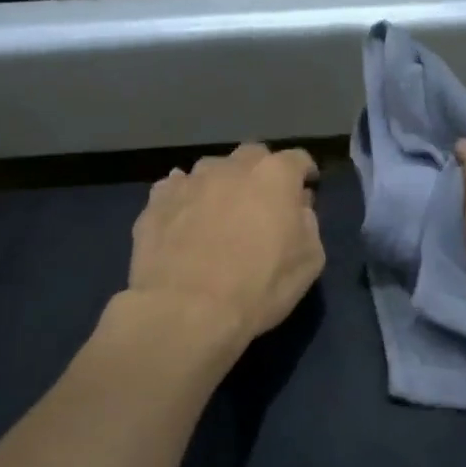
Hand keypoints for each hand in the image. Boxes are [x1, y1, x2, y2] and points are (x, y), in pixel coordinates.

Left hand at [126, 143, 325, 349]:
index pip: (297, 159)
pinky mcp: (156, 201)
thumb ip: (308, 224)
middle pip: (252, 156)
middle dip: (262, 172)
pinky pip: (176, 188)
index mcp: (274, 176)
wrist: (186, 310)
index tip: (307, 189)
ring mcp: (190, 181)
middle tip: (263, 202)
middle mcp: (232, 168)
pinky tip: (186, 220)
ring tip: (220, 212)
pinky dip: (186, 199)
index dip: (304, 173)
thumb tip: (297, 208)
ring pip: (212, 169)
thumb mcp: (309, 262)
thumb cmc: (259, 287)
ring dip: (222, 184)